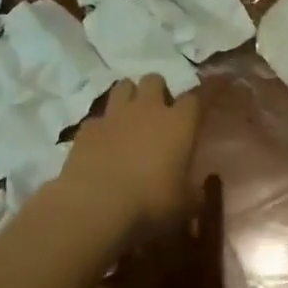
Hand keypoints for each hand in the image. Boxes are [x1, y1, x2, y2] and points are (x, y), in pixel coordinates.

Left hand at [63, 75, 202, 237]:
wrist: (96, 207)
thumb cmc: (151, 204)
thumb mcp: (186, 206)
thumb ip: (194, 191)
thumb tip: (197, 188)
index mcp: (179, 123)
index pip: (196, 98)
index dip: (198, 101)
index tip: (200, 109)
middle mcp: (148, 109)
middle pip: (155, 80)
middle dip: (157, 91)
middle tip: (158, 114)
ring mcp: (114, 115)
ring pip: (123, 86)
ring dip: (129, 97)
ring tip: (130, 119)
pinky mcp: (87, 128)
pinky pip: (98, 117)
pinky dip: (102, 126)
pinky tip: (102, 144)